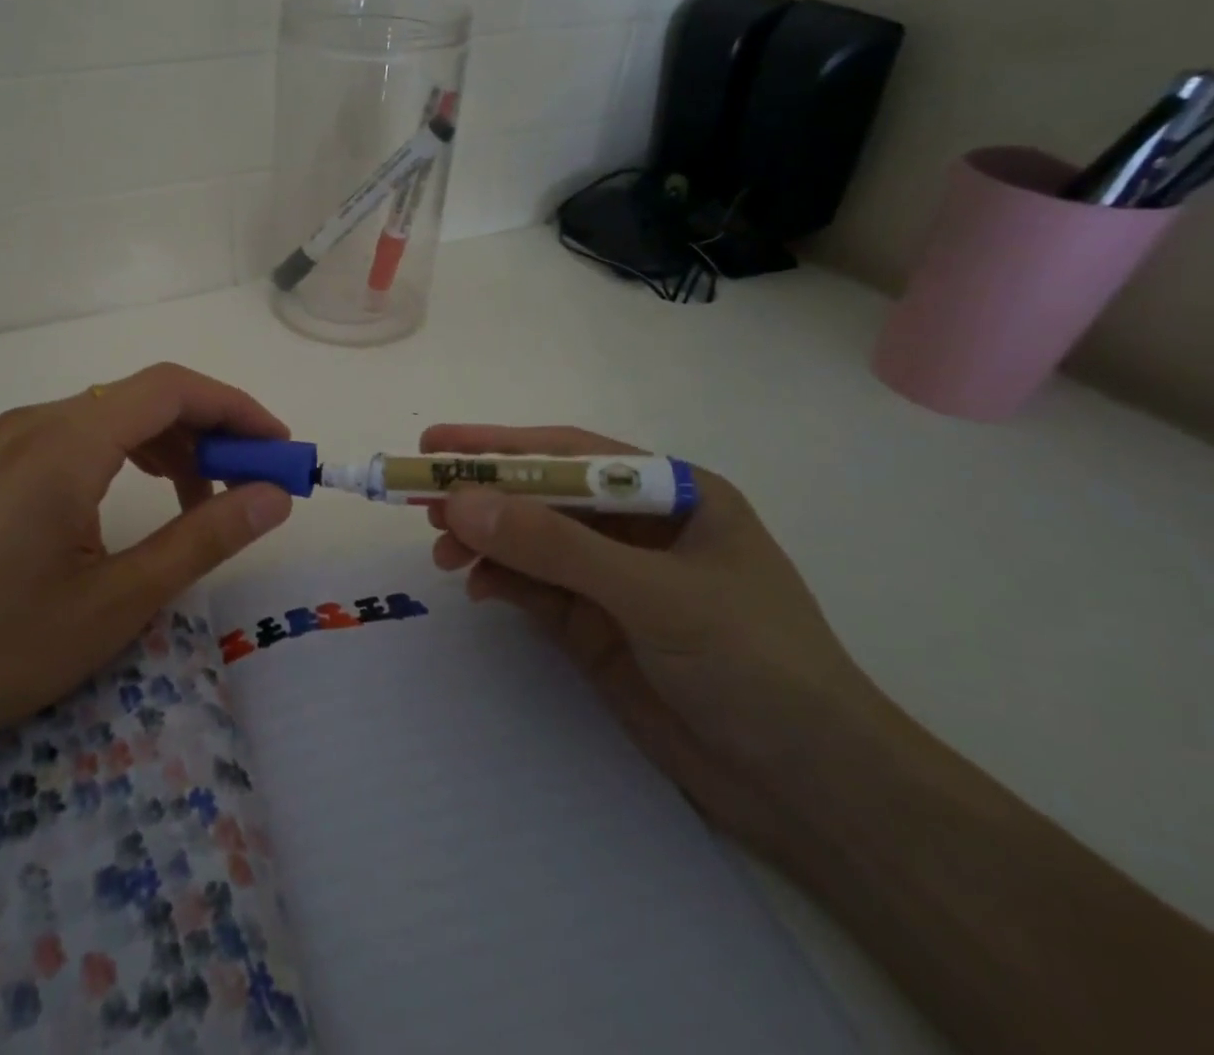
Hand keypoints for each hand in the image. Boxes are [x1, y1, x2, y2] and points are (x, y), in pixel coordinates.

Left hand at [0, 364, 293, 807]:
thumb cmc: (4, 647)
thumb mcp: (119, 600)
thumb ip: (204, 537)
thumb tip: (274, 495)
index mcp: (65, 443)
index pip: (171, 389)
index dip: (236, 409)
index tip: (279, 449)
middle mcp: (36, 421)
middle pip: (144, 396)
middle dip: (209, 431)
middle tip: (251, 485)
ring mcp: (11, 439)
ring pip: (114, 414)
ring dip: (171, 445)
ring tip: (203, 502)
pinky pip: (82, 435)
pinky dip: (129, 455)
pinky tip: (144, 498)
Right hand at [423, 424, 878, 857]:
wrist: (813, 792)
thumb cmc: (755, 663)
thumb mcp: (653, 593)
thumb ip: (554, 545)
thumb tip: (459, 502)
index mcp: (672, 494)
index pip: (571, 454)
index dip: (501, 445)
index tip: (436, 442)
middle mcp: (639, 528)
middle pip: (543, 496)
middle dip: (484, 495)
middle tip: (420, 499)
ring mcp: (614, 580)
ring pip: (531, 543)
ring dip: (485, 540)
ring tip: (442, 550)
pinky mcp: (596, 627)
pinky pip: (534, 588)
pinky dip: (500, 581)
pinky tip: (476, 587)